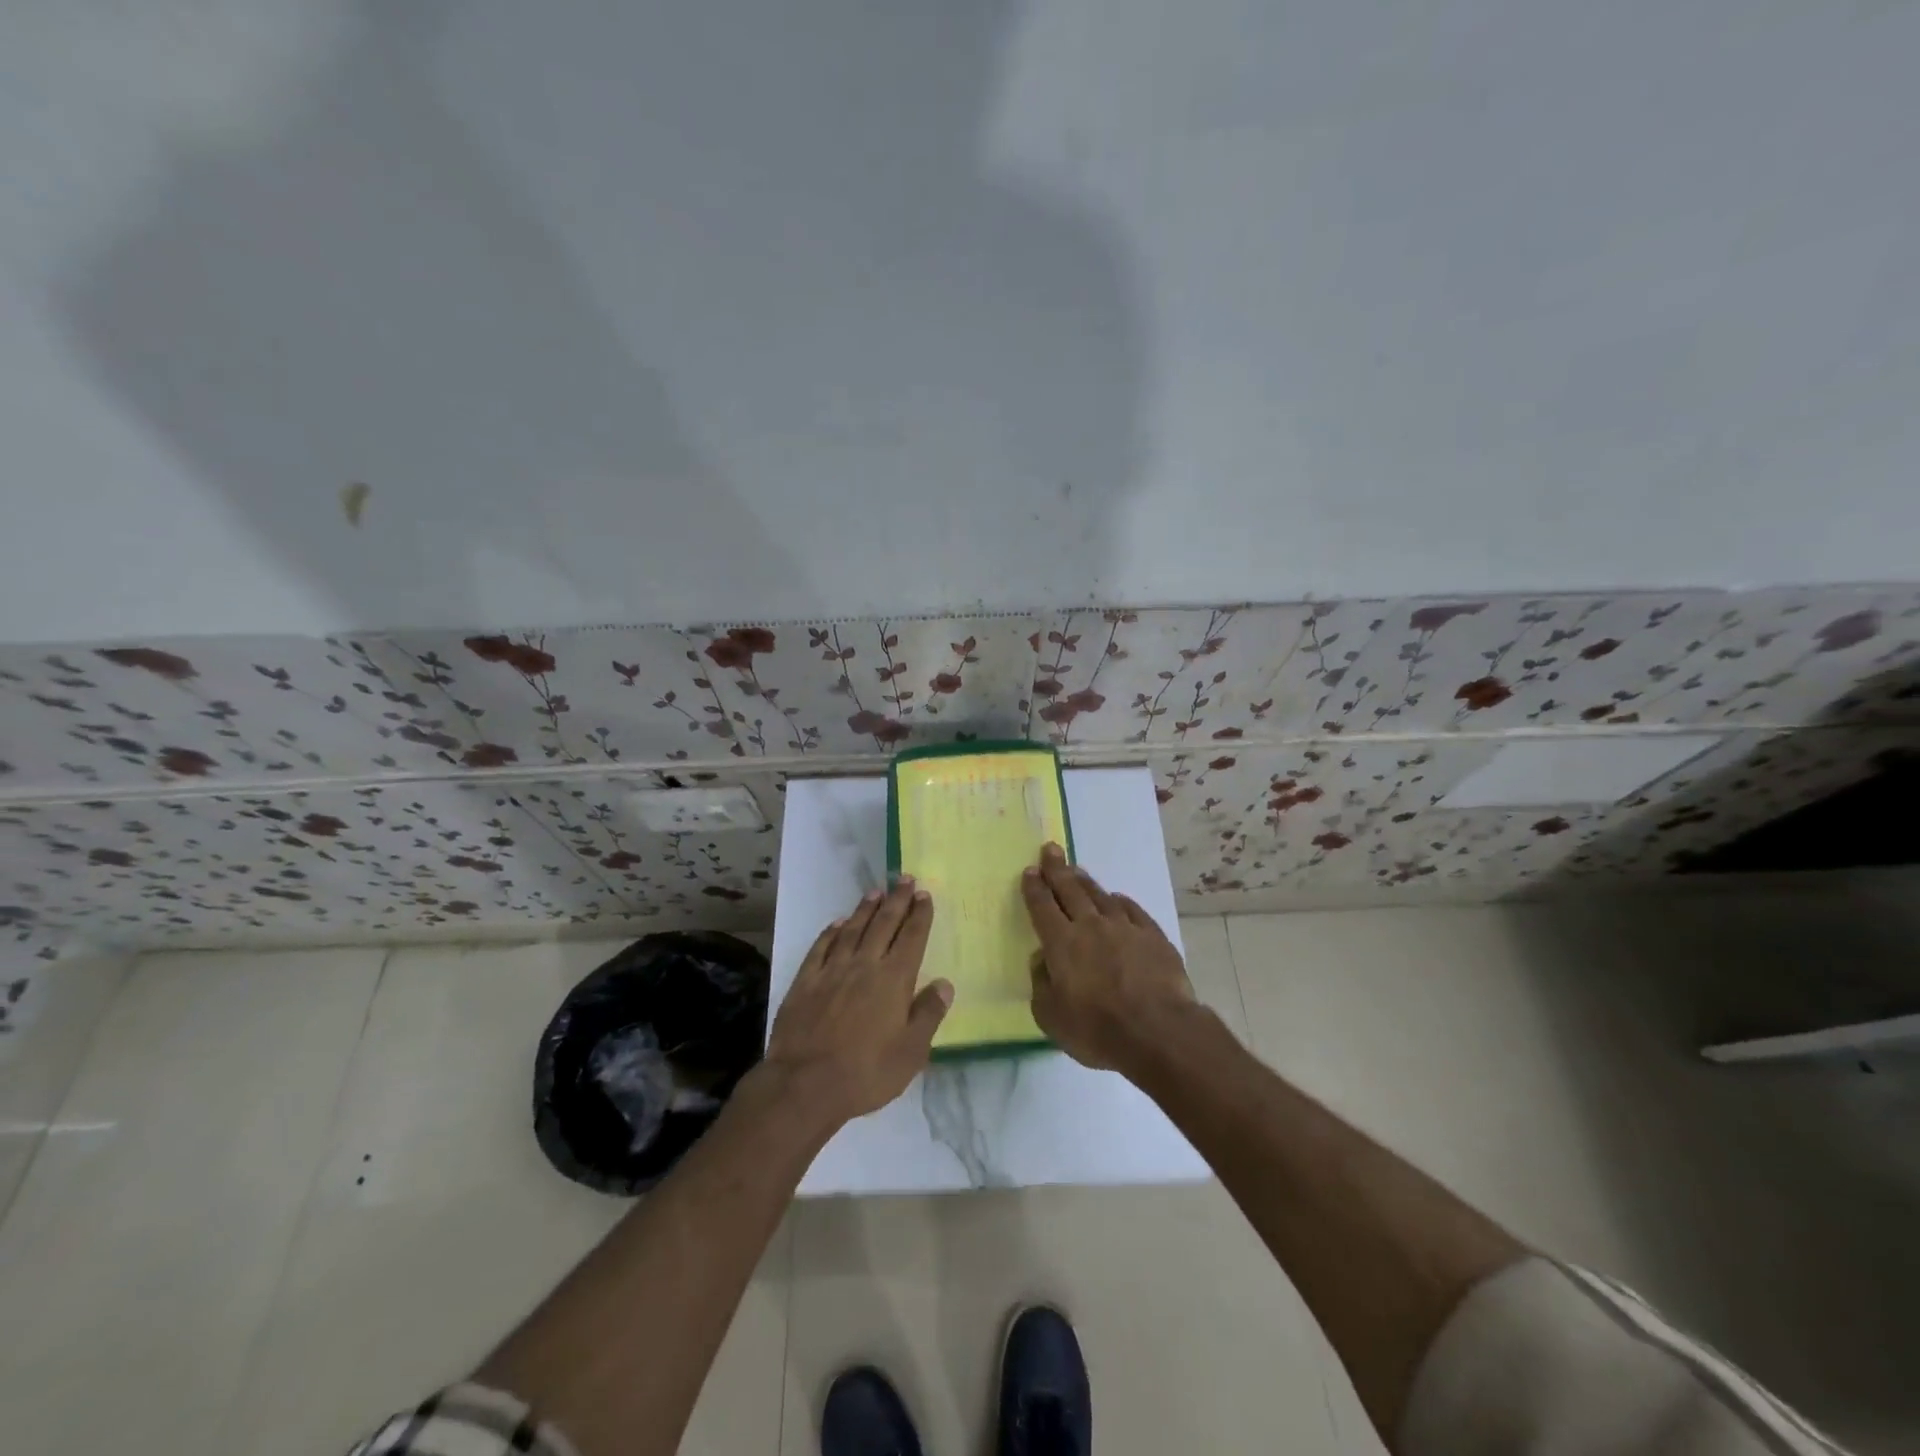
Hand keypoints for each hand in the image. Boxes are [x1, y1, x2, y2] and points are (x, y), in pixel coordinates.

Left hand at [764, 880, 952, 1126]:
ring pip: (852, 930)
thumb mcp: (911, 1052)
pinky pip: (820, 948)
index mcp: (893, 980)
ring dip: (866, 909)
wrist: (804, 1085)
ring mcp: (831, 971)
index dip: (920, 915)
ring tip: (876, 891)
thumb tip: (944, 983)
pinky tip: (837, 923)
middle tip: (905, 878)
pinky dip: (830, 932)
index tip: (925, 895)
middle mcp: (864, 965)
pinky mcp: (804, 982)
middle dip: (897, 900)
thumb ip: (928, 1014)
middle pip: (884, 924)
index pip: (911, 938)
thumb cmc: (866, 1072)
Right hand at [1021, 843, 1195, 1072]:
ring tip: (1077, 869)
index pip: (1042, 907)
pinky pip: (1132, 909)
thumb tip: (1042, 959)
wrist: (1158, 1031)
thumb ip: (1041, 984)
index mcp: (1061, 943)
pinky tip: (1117, 898)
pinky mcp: (1153, 936)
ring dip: (1086, 881)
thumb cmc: (1097, 1029)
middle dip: (1057, 869)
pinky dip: (1120, 901)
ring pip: (1100, 896)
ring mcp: (1124, 927)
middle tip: (1051, 849)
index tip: (1030, 870)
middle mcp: (1090, 926)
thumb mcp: (1051, 1017)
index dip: (1034, 888)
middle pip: (1070, 890)